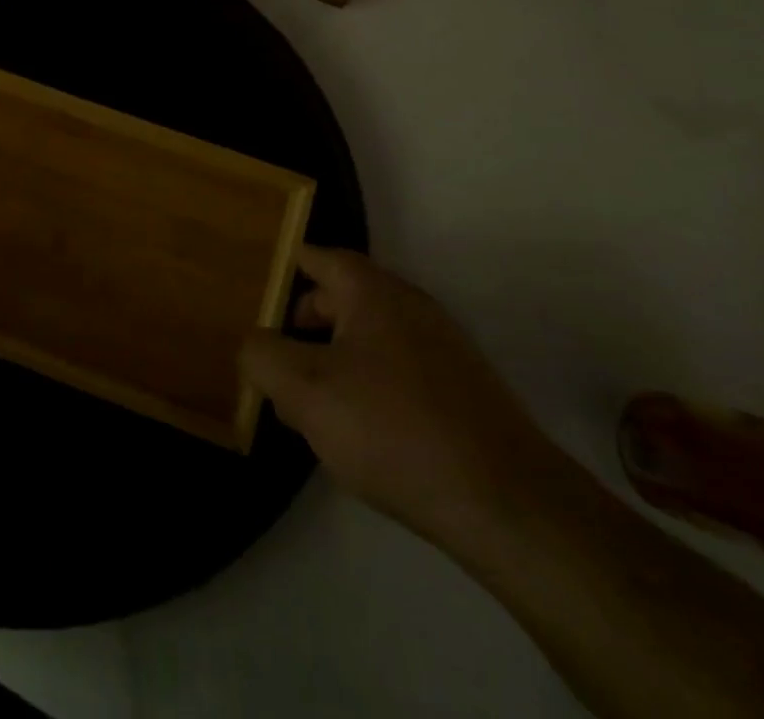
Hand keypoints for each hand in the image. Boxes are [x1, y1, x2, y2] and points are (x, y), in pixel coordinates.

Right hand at [241, 248, 561, 545]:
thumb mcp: (305, 391)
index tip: (259, 282)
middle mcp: (412, 307)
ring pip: (371, 339)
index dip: (287, 265)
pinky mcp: (464, 392)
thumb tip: (254, 345)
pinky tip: (360, 432)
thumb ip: (263, 357)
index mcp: (373, 292)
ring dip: (335, 360)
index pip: (320, 256)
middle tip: (276, 357)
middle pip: (344, 298)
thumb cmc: (393, 429)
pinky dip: (370, 386)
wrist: (508, 505)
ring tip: (310, 405)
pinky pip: (400, 372)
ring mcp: (444, 349)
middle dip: (305, 323)